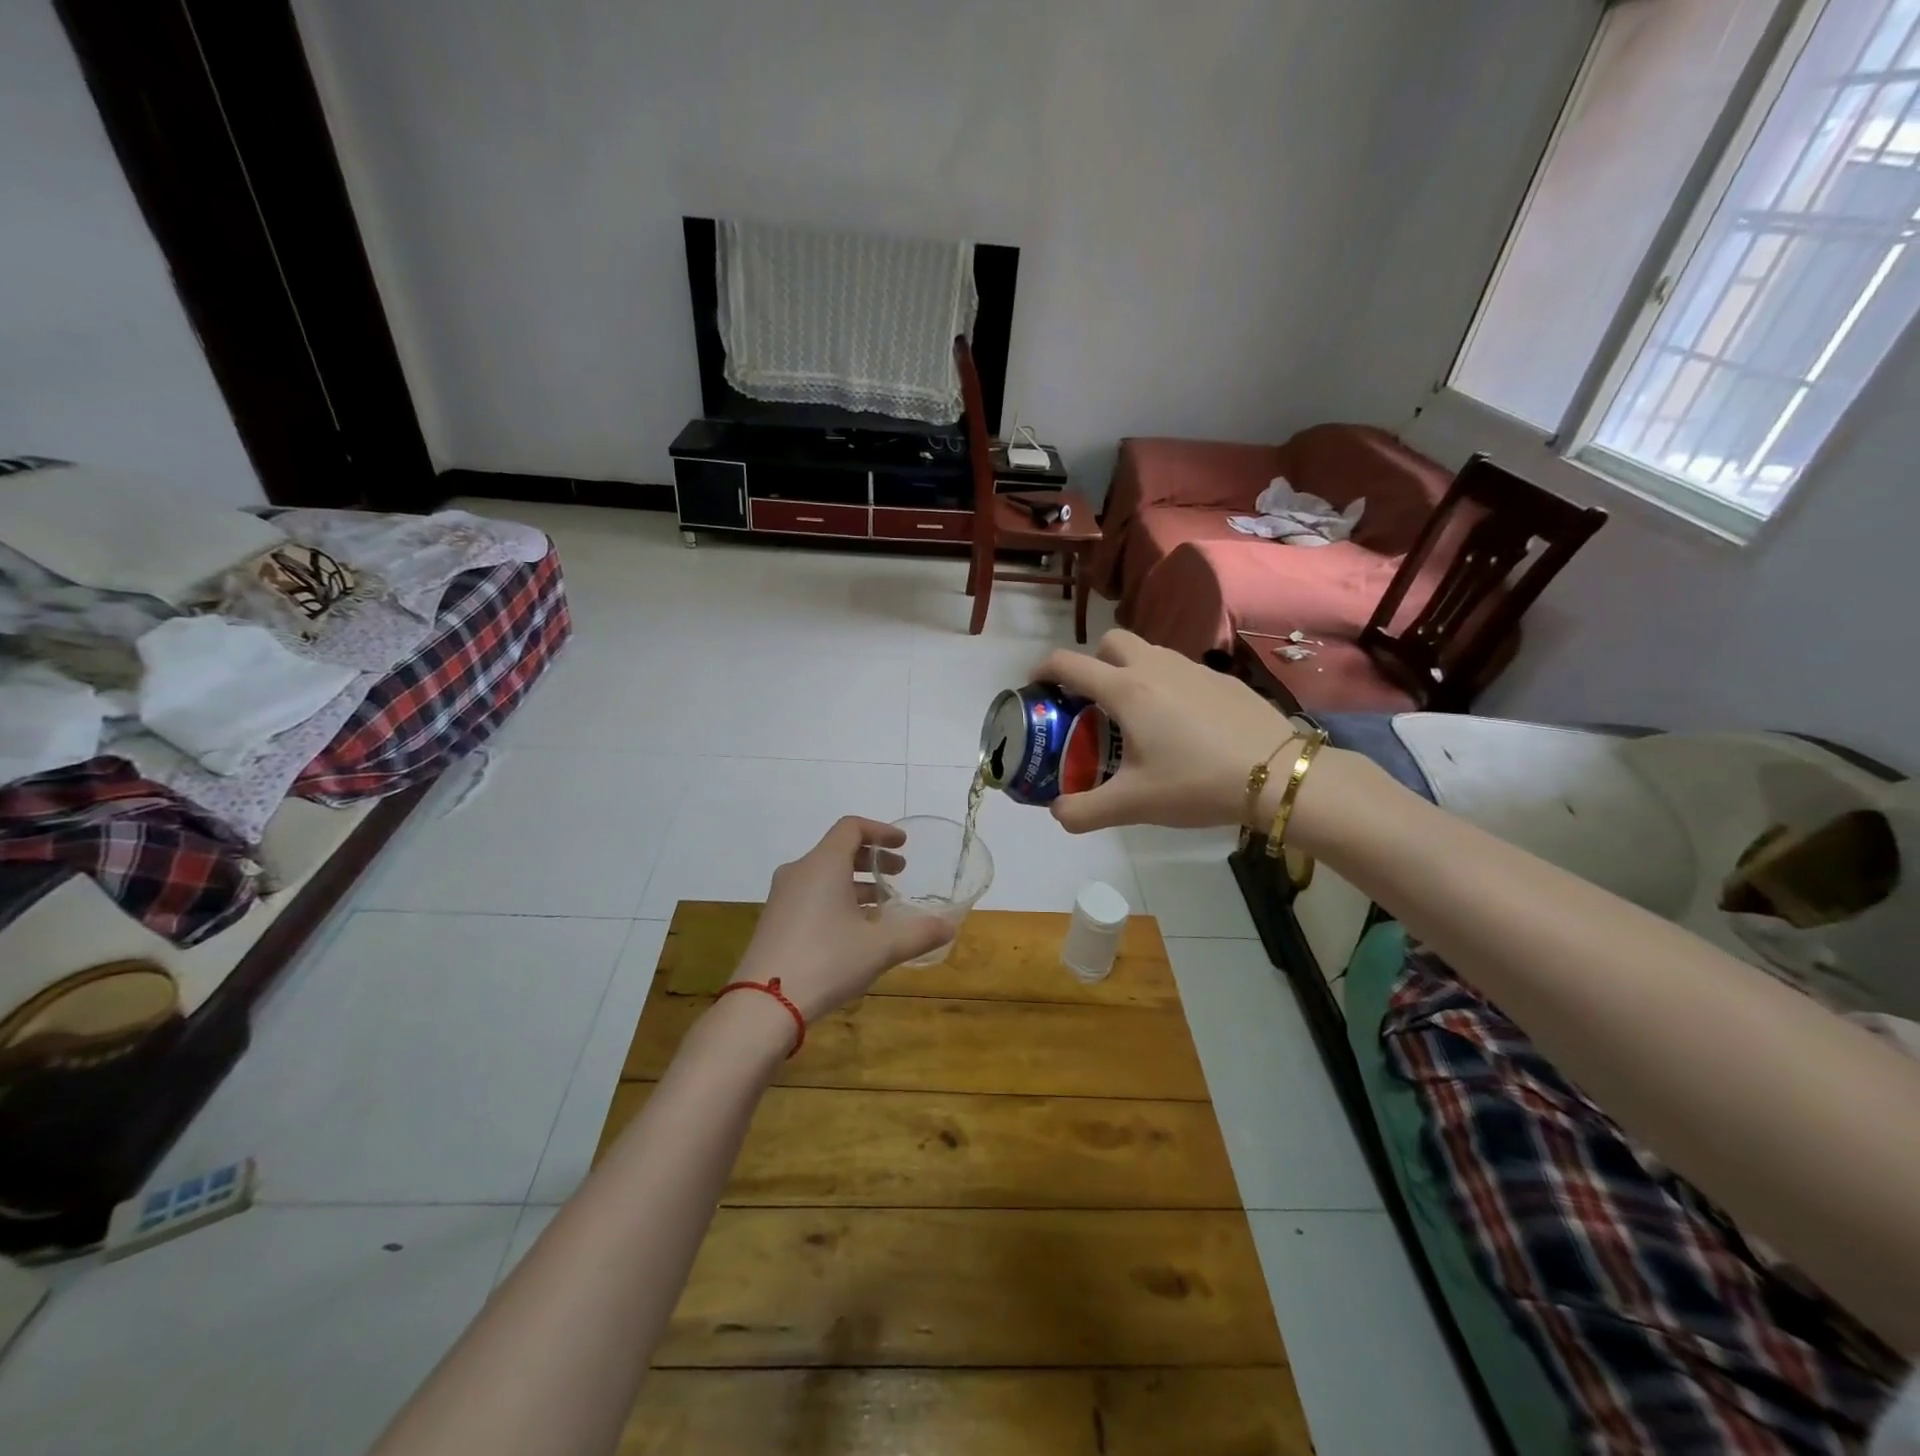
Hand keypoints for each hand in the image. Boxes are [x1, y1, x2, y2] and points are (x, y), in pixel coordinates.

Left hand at [729, 817, 950, 1023]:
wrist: (764, 1005)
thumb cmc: (827, 962)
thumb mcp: (880, 948)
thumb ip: (917, 933)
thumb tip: (949, 927)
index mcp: (823, 865)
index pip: (852, 828)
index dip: (881, 831)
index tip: (903, 845)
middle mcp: (799, 872)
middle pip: (838, 849)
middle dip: (871, 858)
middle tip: (898, 875)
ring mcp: (782, 897)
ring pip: (824, 874)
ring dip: (855, 882)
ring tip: (881, 906)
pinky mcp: (774, 921)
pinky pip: (810, 895)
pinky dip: (836, 898)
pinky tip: (853, 930)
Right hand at [1035, 629, 1301, 832]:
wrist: (1278, 775)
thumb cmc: (1196, 783)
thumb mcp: (1132, 805)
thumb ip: (1084, 811)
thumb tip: (1057, 813)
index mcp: (1126, 691)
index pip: (1069, 663)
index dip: (1043, 669)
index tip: (1035, 685)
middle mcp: (1155, 668)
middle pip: (1111, 641)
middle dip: (1093, 662)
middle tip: (1093, 701)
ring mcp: (1194, 669)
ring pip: (1149, 652)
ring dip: (1131, 670)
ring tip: (1137, 715)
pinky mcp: (1223, 680)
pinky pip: (1181, 670)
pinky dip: (1166, 684)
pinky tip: (1182, 725)